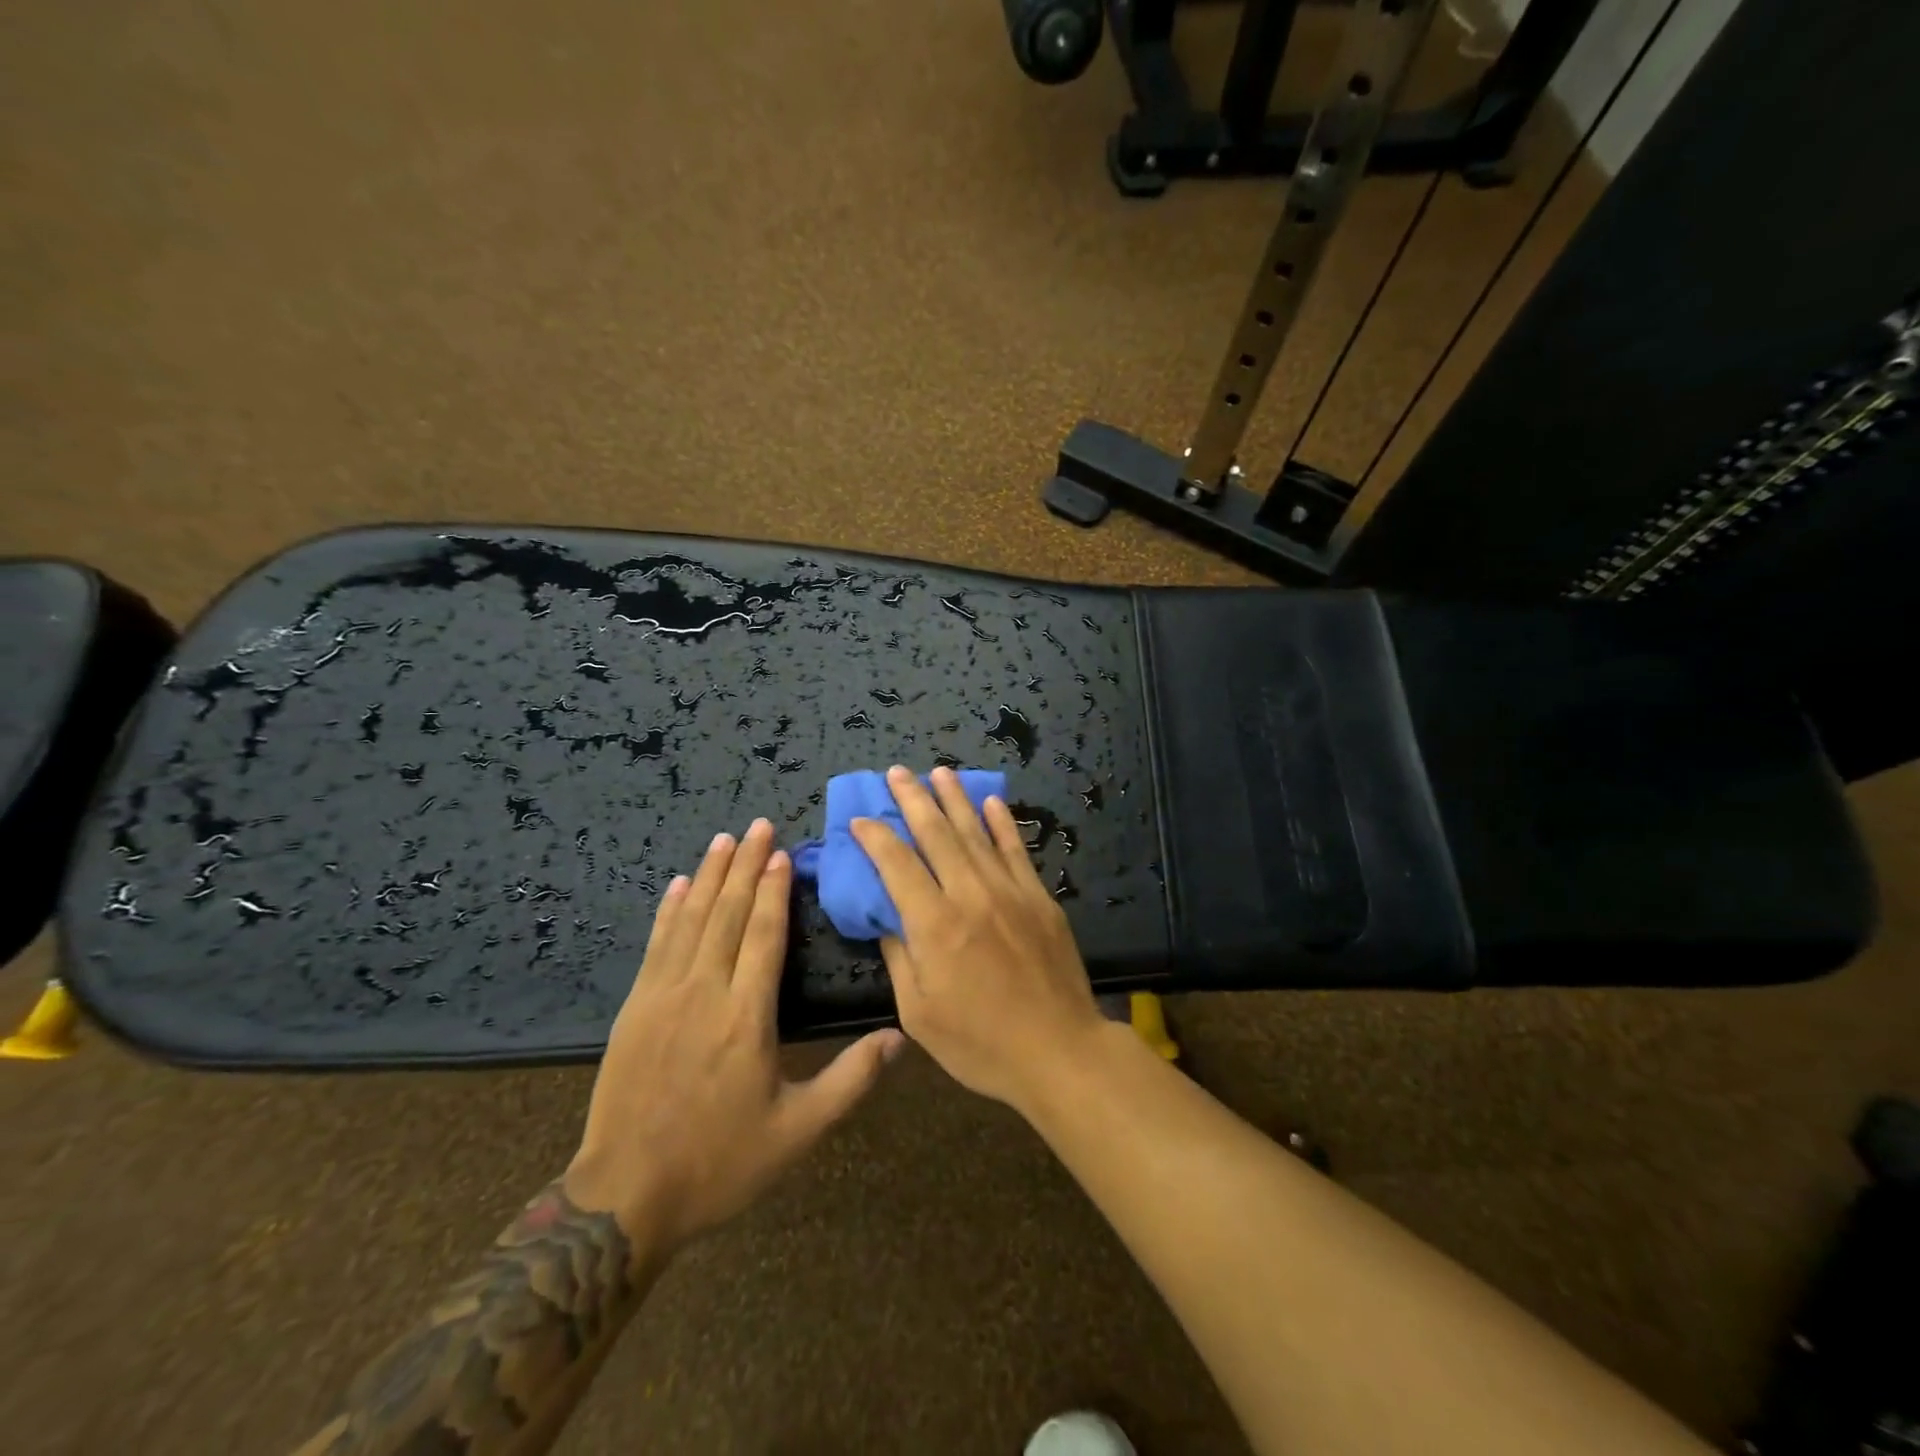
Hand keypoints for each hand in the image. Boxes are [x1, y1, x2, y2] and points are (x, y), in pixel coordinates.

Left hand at [565, 819, 903, 1258]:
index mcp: (746, 1017)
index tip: (782, 852)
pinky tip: (680, 885)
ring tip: (725, 839)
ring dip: (710, 875)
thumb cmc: (720, 1163)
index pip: (763, 935)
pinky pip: (657, 944)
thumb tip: (900, 1038)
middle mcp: (704, 993)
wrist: (625, 1198)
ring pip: (691, 920)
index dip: (775, 890)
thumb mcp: (798, 1131)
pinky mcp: (634, 1008)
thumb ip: (851, 1080)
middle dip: (746, 866)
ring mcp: (662, 997)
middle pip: (728, 914)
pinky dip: (670, 910)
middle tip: (759, 825)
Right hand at [850, 765, 1105, 1110]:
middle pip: (936, 834)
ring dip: (955, 799)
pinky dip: (1002, 823)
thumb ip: (899, 959)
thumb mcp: (919, 1014)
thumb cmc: (981, 1043)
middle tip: (897, 772)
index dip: (875, 837)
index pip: (897, 865)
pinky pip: (1017, 850)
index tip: (860, 818)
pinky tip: (992, 801)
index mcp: (935, 925)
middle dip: (913, 799)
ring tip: (939, 772)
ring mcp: (1010, 891)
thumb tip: (885, 919)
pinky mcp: (1039, 897)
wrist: (1060, 1051)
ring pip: (976, 832)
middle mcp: (970, 895)